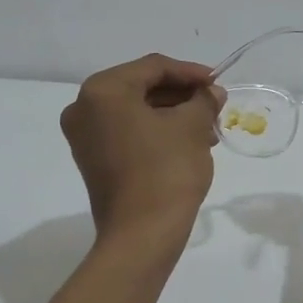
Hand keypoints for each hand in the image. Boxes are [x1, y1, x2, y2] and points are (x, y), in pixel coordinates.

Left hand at [61, 54, 225, 246]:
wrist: (141, 235)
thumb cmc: (166, 170)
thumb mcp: (192, 127)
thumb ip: (203, 100)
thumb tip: (212, 92)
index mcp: (103, 90)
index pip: (153, 67)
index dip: (190, 72)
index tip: (218, 84)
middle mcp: (84, 107)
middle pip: (141, 87)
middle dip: (181, 96)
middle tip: (213, 106)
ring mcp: (84, 136)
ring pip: (135, 112)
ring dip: (171, 115)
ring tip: (206, 129)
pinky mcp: (92, 160)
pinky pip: (126, 132)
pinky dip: (155, 132)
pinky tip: (186, 142)